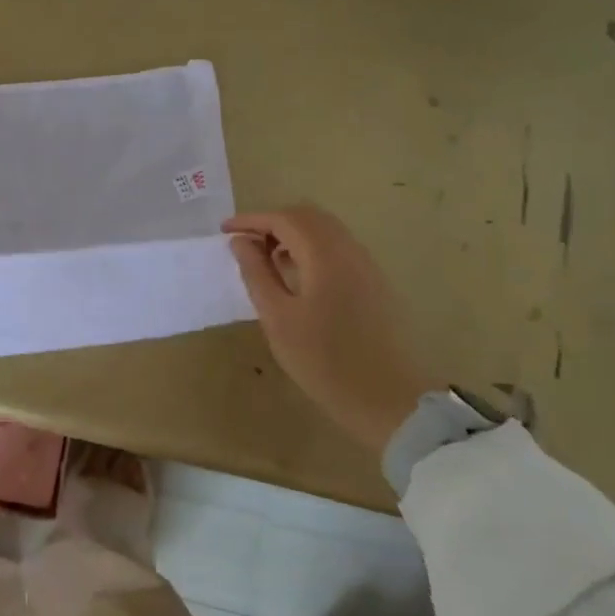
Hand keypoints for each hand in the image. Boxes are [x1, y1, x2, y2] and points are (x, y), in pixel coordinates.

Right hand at [224, 205, 442, 455]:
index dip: (251, 220)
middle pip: (308, 217)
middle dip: (272, 222)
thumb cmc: (324, 360)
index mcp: (325, 255)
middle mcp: (349, 250)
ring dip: (292, 234)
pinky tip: (295, 276)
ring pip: (325, 231)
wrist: (389, 399)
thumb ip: (257, 273)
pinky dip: (310, 249)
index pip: (284, 219)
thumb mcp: (277, 318)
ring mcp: (366, 266)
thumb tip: (241, 242)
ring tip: (265, 260)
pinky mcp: (373, 283)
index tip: (224, 231)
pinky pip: (337, 249)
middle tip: (244, 243)